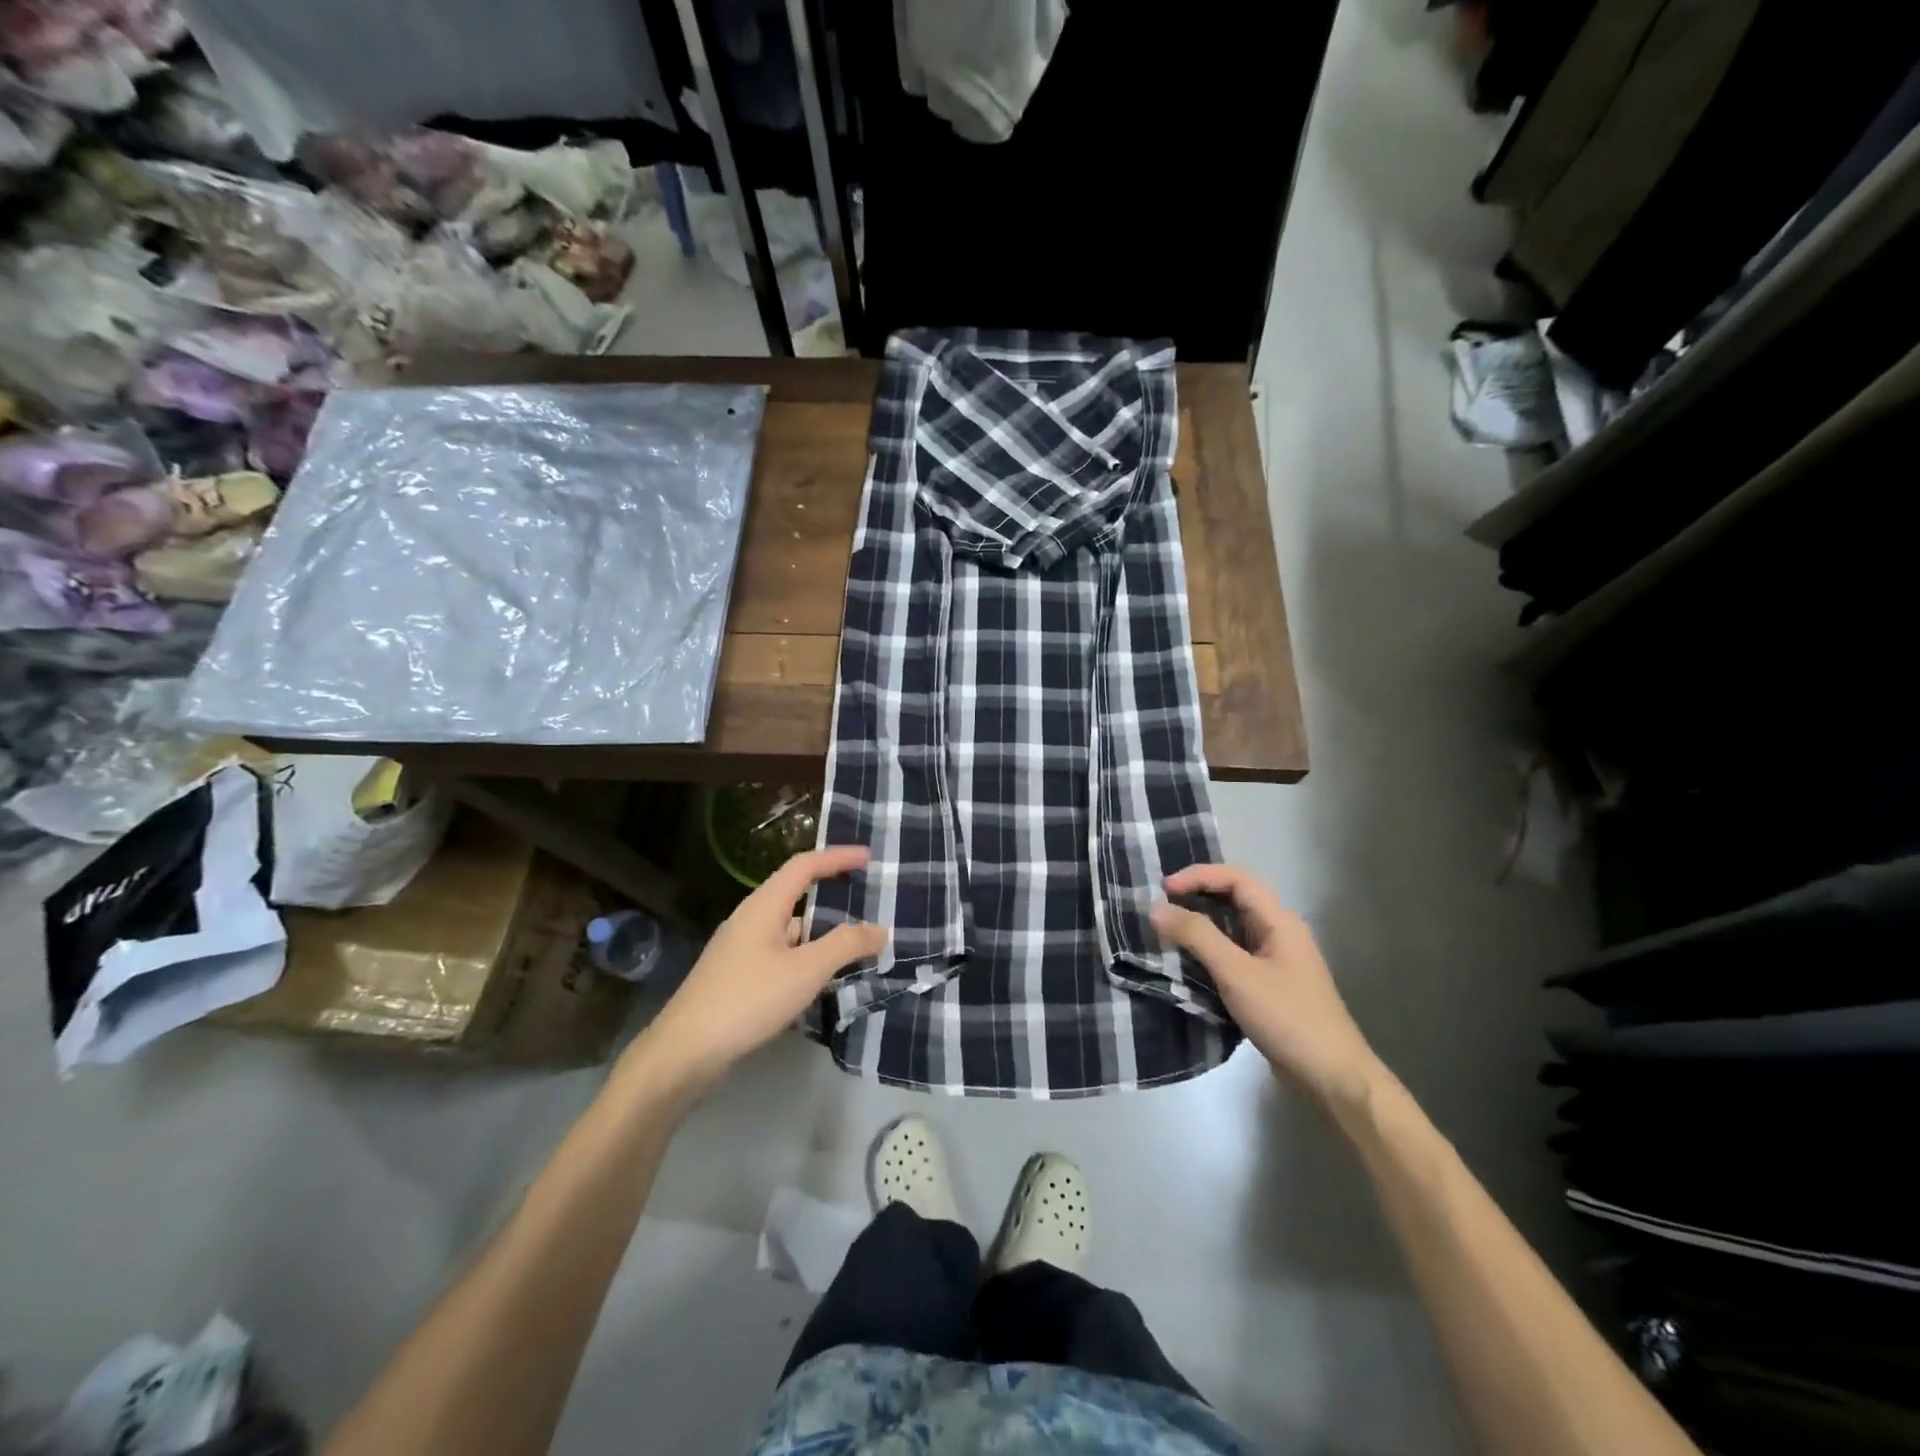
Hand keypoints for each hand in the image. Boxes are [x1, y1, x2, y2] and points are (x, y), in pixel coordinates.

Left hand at [629, 846, 886, 1093]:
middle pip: (796, 894)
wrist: (685, 1053)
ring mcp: (740, 949)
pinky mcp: (736, 977)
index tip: (868, 857)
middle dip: (832, 895)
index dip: (837, 857)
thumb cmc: (748, 1000)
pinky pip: (780, 954)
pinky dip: (806, 957)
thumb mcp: (805, 971)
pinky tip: (821, 979)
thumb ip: (846, 946)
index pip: (804, 866)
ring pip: (789, 929)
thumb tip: (880, 929)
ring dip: (821, 932)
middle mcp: (750, 919)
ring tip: (855, 945)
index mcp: (763, 906)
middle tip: (867, 902)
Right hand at [1150, 865, 1380, 1109]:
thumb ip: (1197, 937)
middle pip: (1234, 898)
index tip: (1164, 890)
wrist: (1332, 1077)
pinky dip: (1209, 950)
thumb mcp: (1237, 974)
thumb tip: (1157, 908)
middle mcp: (1279, 932)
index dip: (1198, 876)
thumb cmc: (1287, 1017)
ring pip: (1233, 927)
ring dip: (1200, 924)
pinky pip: (1234, 953)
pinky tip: (1187, 962)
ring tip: (1167, 930)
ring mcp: (1276, 959)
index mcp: (1279, 920)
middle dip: (1197, 895)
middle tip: (1160, 906)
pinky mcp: (1269, 984)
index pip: (1236, 878)